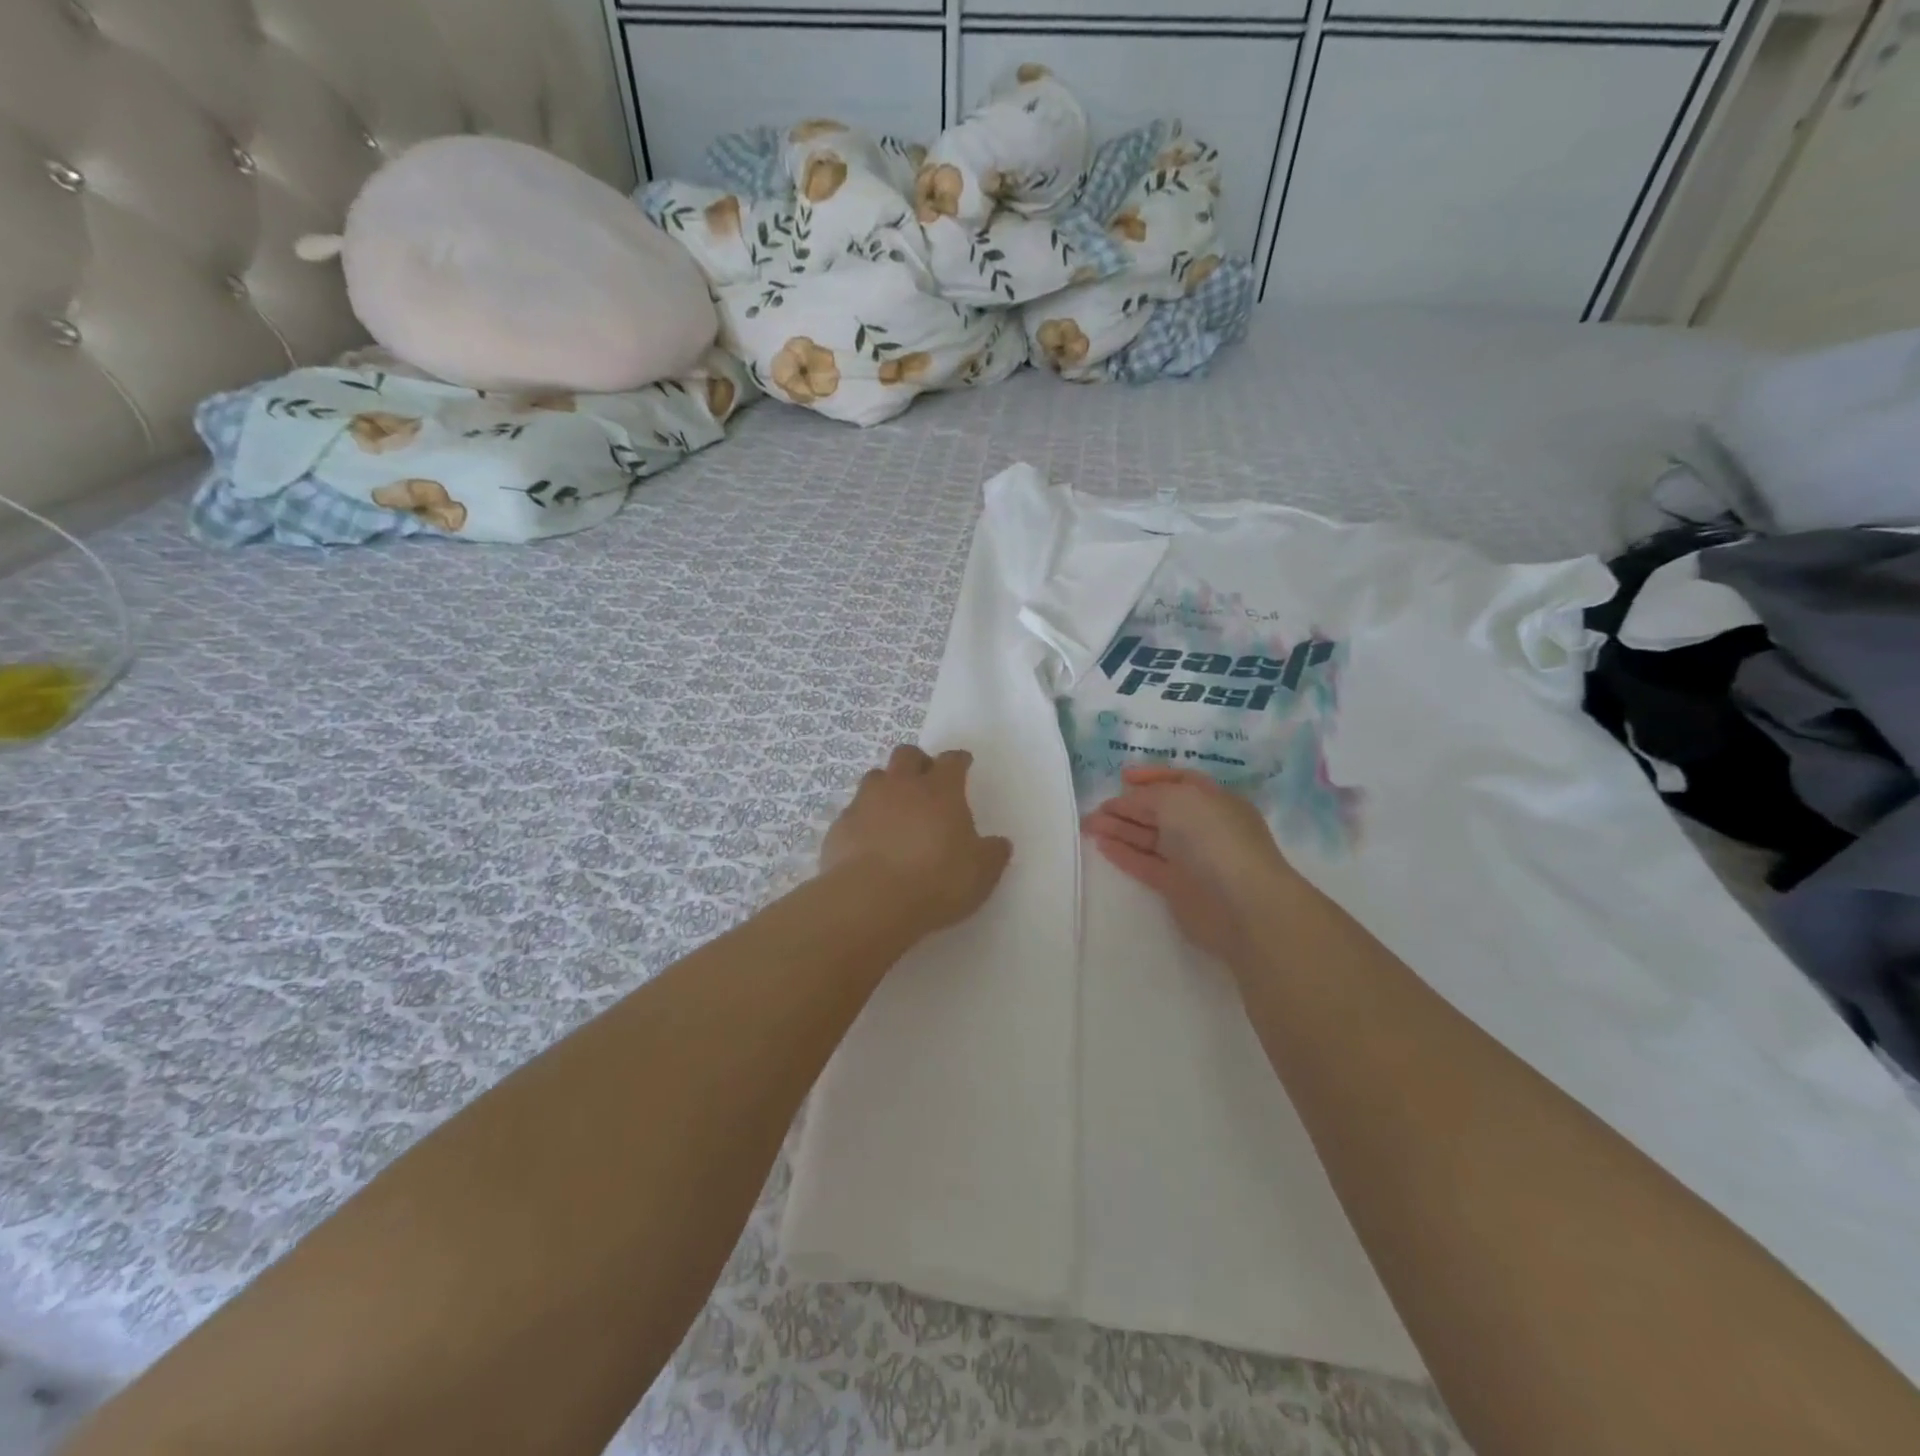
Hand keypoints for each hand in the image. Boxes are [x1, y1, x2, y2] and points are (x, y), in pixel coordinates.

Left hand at [821, 745, 1012, 935]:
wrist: (870, 901)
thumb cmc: (936, 881)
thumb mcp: (980, 873)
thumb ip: (992, 854)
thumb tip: (999, 844)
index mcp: (941, 790)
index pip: (952, 761)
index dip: (959, 761)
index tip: (963, 764)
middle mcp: (902, 786)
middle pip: (907, 755)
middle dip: (918, 761)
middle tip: (925, 780)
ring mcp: (866, 802)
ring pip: (875, 776)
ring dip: (887, 786)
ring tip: (894, 808)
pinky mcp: (840, 826)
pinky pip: (853, 811)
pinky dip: (864, 819)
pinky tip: (869, 840)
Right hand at [1081, 766, 1302, 965]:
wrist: (1241, 904)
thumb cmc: (1213, 838)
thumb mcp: (1177, 799)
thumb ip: (1147, 796)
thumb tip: (1127, 801)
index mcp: (1213, 800)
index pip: (1180, 781)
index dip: (1152, 776)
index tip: (1123, 777)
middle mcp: (1204, 827)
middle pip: (1160, 811)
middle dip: (1128, 806)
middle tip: (1096, 807)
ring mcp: (1191, 859)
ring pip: (1149, 838)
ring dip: (1120, 829)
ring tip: (1089, 825)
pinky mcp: (1177, 888)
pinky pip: (1146, 864)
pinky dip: (1124, 854)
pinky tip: (1101, 845)